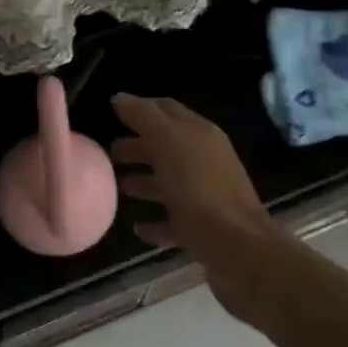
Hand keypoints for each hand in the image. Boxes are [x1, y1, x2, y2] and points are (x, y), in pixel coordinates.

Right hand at [111, 93, 278, 321]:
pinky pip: (174, 220)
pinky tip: (137, 228)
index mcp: (200, 133)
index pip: (166, 109)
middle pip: (167, 146)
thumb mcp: (167, 142)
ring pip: (170, 182)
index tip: (113, 113)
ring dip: (145, 181)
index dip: (140, 108)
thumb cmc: (199, 188)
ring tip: (119, 187)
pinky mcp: (205, 229)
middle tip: (110, 153)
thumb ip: (143, 117)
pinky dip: (156, 221)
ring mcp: (207, 196)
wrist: (237, 248)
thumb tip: (120, 97)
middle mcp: (206, 160)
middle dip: (139, 146)